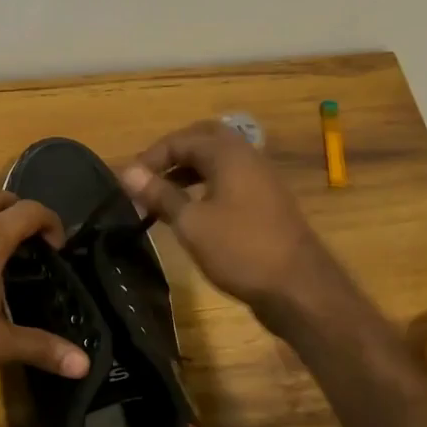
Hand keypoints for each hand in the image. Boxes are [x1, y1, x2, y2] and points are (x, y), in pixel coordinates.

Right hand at [120, 119, 348, 328]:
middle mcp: (248, 157)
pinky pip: (230, 180)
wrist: (298, 287)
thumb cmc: (240, 250)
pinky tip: (192, 211)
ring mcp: (261, 179)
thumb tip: (127, 172)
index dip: (150, 157)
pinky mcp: (267, 202)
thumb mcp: (191, 223)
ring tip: (162, 194)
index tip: (127, 182)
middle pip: (204, 140)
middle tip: (148, 176)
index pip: (181, 139)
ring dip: (188, 170)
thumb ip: (160, 194)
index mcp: (229, 154)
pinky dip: (206, 186)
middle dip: (173, 154)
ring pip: (219, 161)